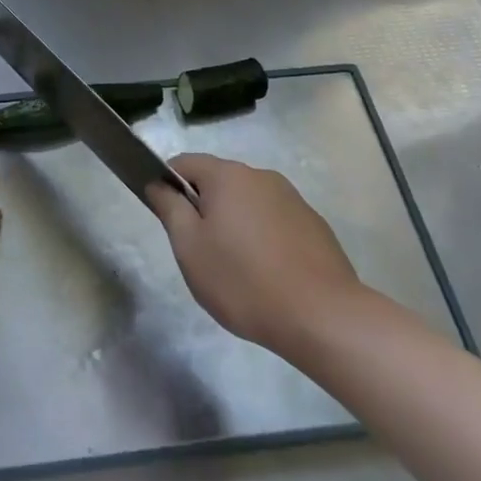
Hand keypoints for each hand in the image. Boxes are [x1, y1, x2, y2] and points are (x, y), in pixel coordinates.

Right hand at [145, 154, 362, 353]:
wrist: (323, 317)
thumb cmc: (243, 280)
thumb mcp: (189, 247)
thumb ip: (169, 207)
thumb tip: (157, 183)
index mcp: (228, 175)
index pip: (184, 163)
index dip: (167, 184)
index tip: (166, 218)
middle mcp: (261, 176)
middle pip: (218, 182)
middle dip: (203, 208)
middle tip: (199, 251)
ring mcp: (292, 199)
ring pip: (248, 203)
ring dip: (235, 224)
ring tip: (236, 269)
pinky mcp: (314, 225)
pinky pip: (275, 222)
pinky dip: (263, 239)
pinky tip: (268, 275)